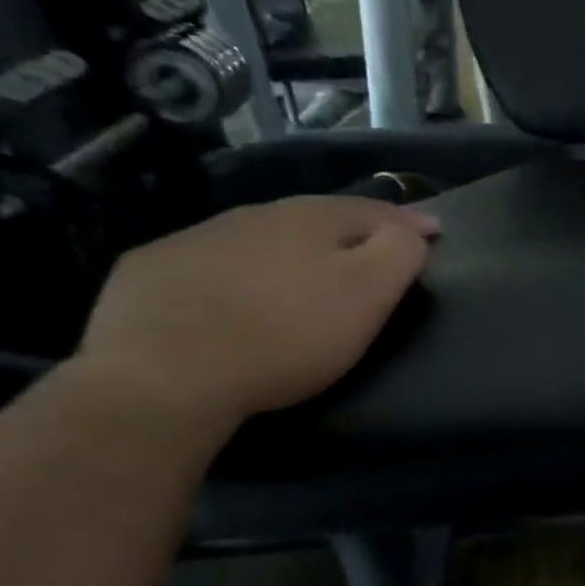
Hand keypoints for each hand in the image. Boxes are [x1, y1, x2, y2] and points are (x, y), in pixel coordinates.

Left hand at [77, 196, 439, 426]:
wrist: (163, 375)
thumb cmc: (286, 334)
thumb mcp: (367, 294)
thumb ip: (399, 252)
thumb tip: (410, 229)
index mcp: (312, 218)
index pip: (375, 210)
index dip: (409, 222)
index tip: (434, 232)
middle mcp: (255, 215)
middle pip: (316, 217)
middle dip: (349, 231)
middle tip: (372, 250)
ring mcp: (196, 239)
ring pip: (260, 237)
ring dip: (288, 248)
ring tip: (302, 273)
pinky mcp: (150, 271)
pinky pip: (209, 264)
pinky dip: (234, 272)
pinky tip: (231, 296)